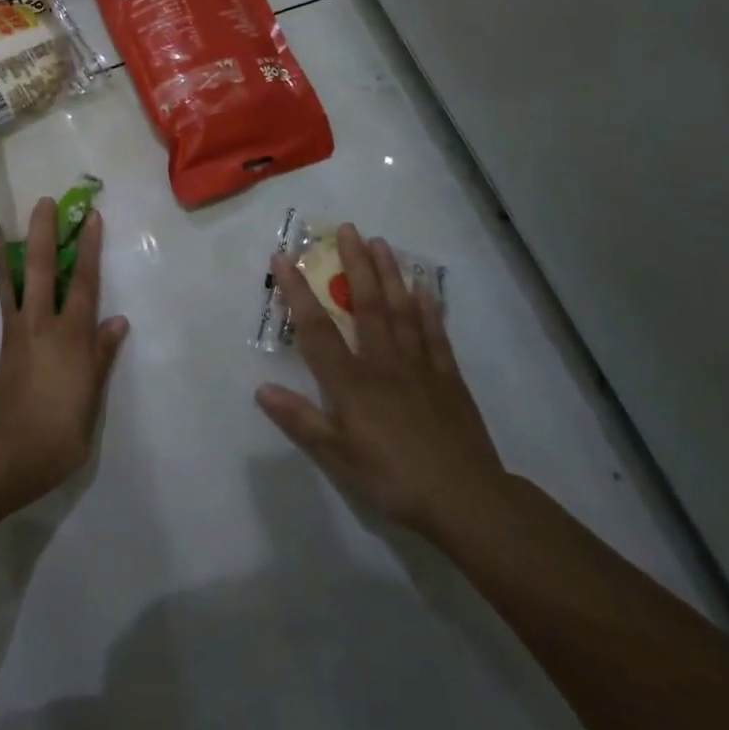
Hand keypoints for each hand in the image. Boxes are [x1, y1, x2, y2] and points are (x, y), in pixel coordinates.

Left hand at [0, 200, 129, 508]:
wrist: (0, 459)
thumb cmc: (55, 441)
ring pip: (11, 282)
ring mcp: (15, 335)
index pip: (85, 285)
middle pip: (44, 271)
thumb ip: (101, 361)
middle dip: (47, 234)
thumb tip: (118, 321)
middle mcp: (43, 327)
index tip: (91, 219)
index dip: (89, 250)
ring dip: (8, 251)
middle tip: (45, 202)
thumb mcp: (90, 406)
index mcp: (73, 341)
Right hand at [256, 224, 510, 541]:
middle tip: (348, 229)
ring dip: (390, 274)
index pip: (317, 329)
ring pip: (402, 311)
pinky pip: (435, 335)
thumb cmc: (394, 479)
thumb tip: (261, 389)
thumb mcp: (339, 457)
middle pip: (367, 305)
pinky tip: (424, 288)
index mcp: (352, 383)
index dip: (297, 291)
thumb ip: (301, 421)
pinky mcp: (448, 379)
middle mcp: (383, 363)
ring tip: (382, 243)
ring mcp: (420, 367)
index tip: (285, 257)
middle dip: (355, 265)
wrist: (467, 501)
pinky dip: (429, 308)